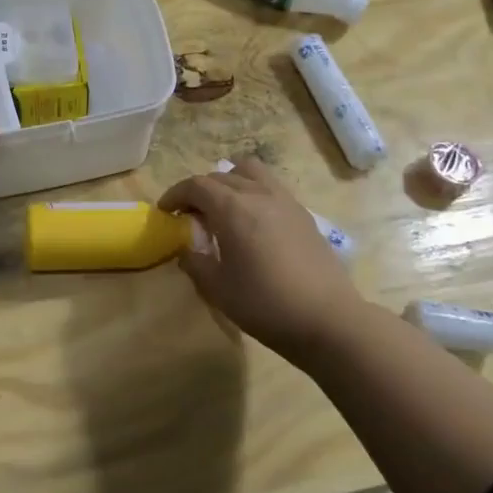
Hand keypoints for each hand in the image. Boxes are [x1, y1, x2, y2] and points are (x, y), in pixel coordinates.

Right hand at [158, 157, 367, 363]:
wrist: (327, 319)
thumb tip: (187, 249)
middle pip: (220, 176)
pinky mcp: (303, 214)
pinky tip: (253, 222)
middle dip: (199, 191)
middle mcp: (258, 194)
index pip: (196, 185)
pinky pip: (270, 187)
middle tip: (190, 216)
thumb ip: (195, 262)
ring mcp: (285, 201)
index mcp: (232, 208)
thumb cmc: (265, 304)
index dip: (175, 195)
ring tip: (223, 207)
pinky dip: (253, 192)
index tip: (165, 211)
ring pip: (250, 172)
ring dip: (229, 182)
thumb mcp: (218, 289)